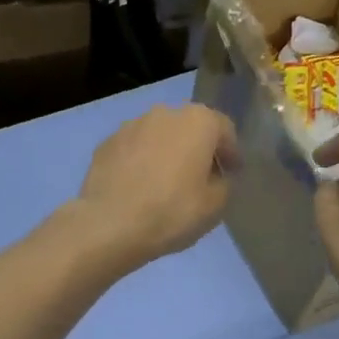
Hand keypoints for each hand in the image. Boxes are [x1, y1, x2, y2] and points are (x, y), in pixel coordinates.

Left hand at [70, 104, 239, 273]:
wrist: (109, 224)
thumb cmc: (172, 211)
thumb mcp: (215, 205)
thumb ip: (223, 183)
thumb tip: (214, 176)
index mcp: (198, 121)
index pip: (224, 130)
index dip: (231, 153)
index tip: (232, 172)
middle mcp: (164, 113)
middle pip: (190, 128)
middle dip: (198, 148)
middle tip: (201, 176)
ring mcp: (131, 125)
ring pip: (159, 136)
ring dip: (167, 153)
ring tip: (167, 182)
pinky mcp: (106, 143)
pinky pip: (134, 149)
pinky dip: (141, 162)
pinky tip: (140, 187)